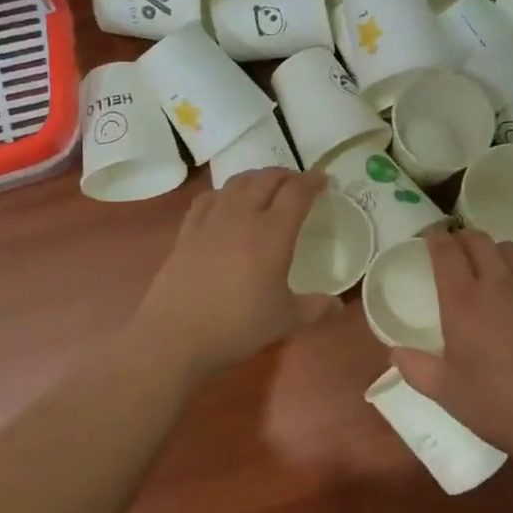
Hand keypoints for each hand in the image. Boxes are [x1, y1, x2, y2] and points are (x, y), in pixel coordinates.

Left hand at [132, 168, 339, 381]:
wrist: (176, 336)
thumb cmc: (237, 326)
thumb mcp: (285, 320)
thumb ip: (315, 308)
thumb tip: (337, 304)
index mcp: (272, 233)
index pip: (297, 192)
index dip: (313, 181)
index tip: (324, 181)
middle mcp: (242, 216)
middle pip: (266, 179)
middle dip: (286, 175)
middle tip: (298, 183)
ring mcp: (211, 220)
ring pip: (237, 182)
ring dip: (257, 178)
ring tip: (266, 187)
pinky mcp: (187, 231)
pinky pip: (208, 198)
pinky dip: (225, 192)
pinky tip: (226, 203)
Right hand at [391, 229, 512, 462]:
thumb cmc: (495, 404)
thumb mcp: (445, 391)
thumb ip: (415, 368)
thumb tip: (395, 353)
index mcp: (463, 302)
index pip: (446, 252)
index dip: (435, 238)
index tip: (429, 238)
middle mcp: (496, 284)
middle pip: (478, 240)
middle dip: (462, 237)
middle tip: (453, 249)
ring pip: (508, 248)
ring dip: (492, 249)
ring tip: (485, 265)